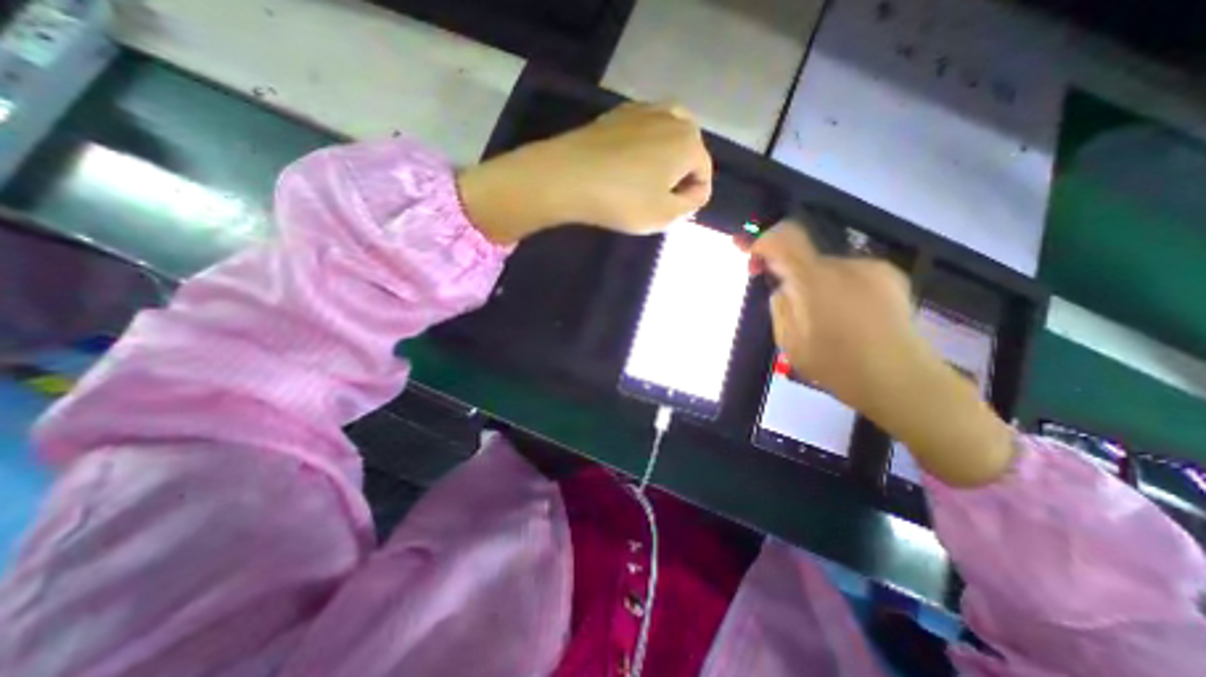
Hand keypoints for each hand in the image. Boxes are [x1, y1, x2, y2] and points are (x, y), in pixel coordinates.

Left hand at [457, 102, 708, 243]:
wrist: (568, 176)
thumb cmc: (622, 200)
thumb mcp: (664, 216)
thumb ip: (689, 206)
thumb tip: (694, 192)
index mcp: (689, 143)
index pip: (704, 175)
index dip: (692, 199)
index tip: (672, 214)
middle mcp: (672, 118)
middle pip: (690, 149)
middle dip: (682, 174)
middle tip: (661, 197)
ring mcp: (643, 110)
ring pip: (668, 134)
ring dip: (665, 157)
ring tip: (647, 180)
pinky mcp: (618, 113)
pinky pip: (644, 129)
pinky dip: (644, 145)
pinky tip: (628, 163)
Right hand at [752, 218, 1015, 484]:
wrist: (900, 379)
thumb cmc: (835, 365)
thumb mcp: (788, 340)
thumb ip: (779, 305)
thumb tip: (783, 287)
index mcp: (814, 280)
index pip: (783, 238)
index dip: (762, 241)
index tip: (751, 255)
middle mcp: (844, 264)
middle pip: (804, 254)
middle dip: (788, 271)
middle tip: (784, 297)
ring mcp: (871, 268)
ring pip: (827, 266)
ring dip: (814, 282)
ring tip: (821, 316)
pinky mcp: (891, 276)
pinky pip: (849, 273)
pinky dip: (838, 286)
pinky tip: (845, 314)